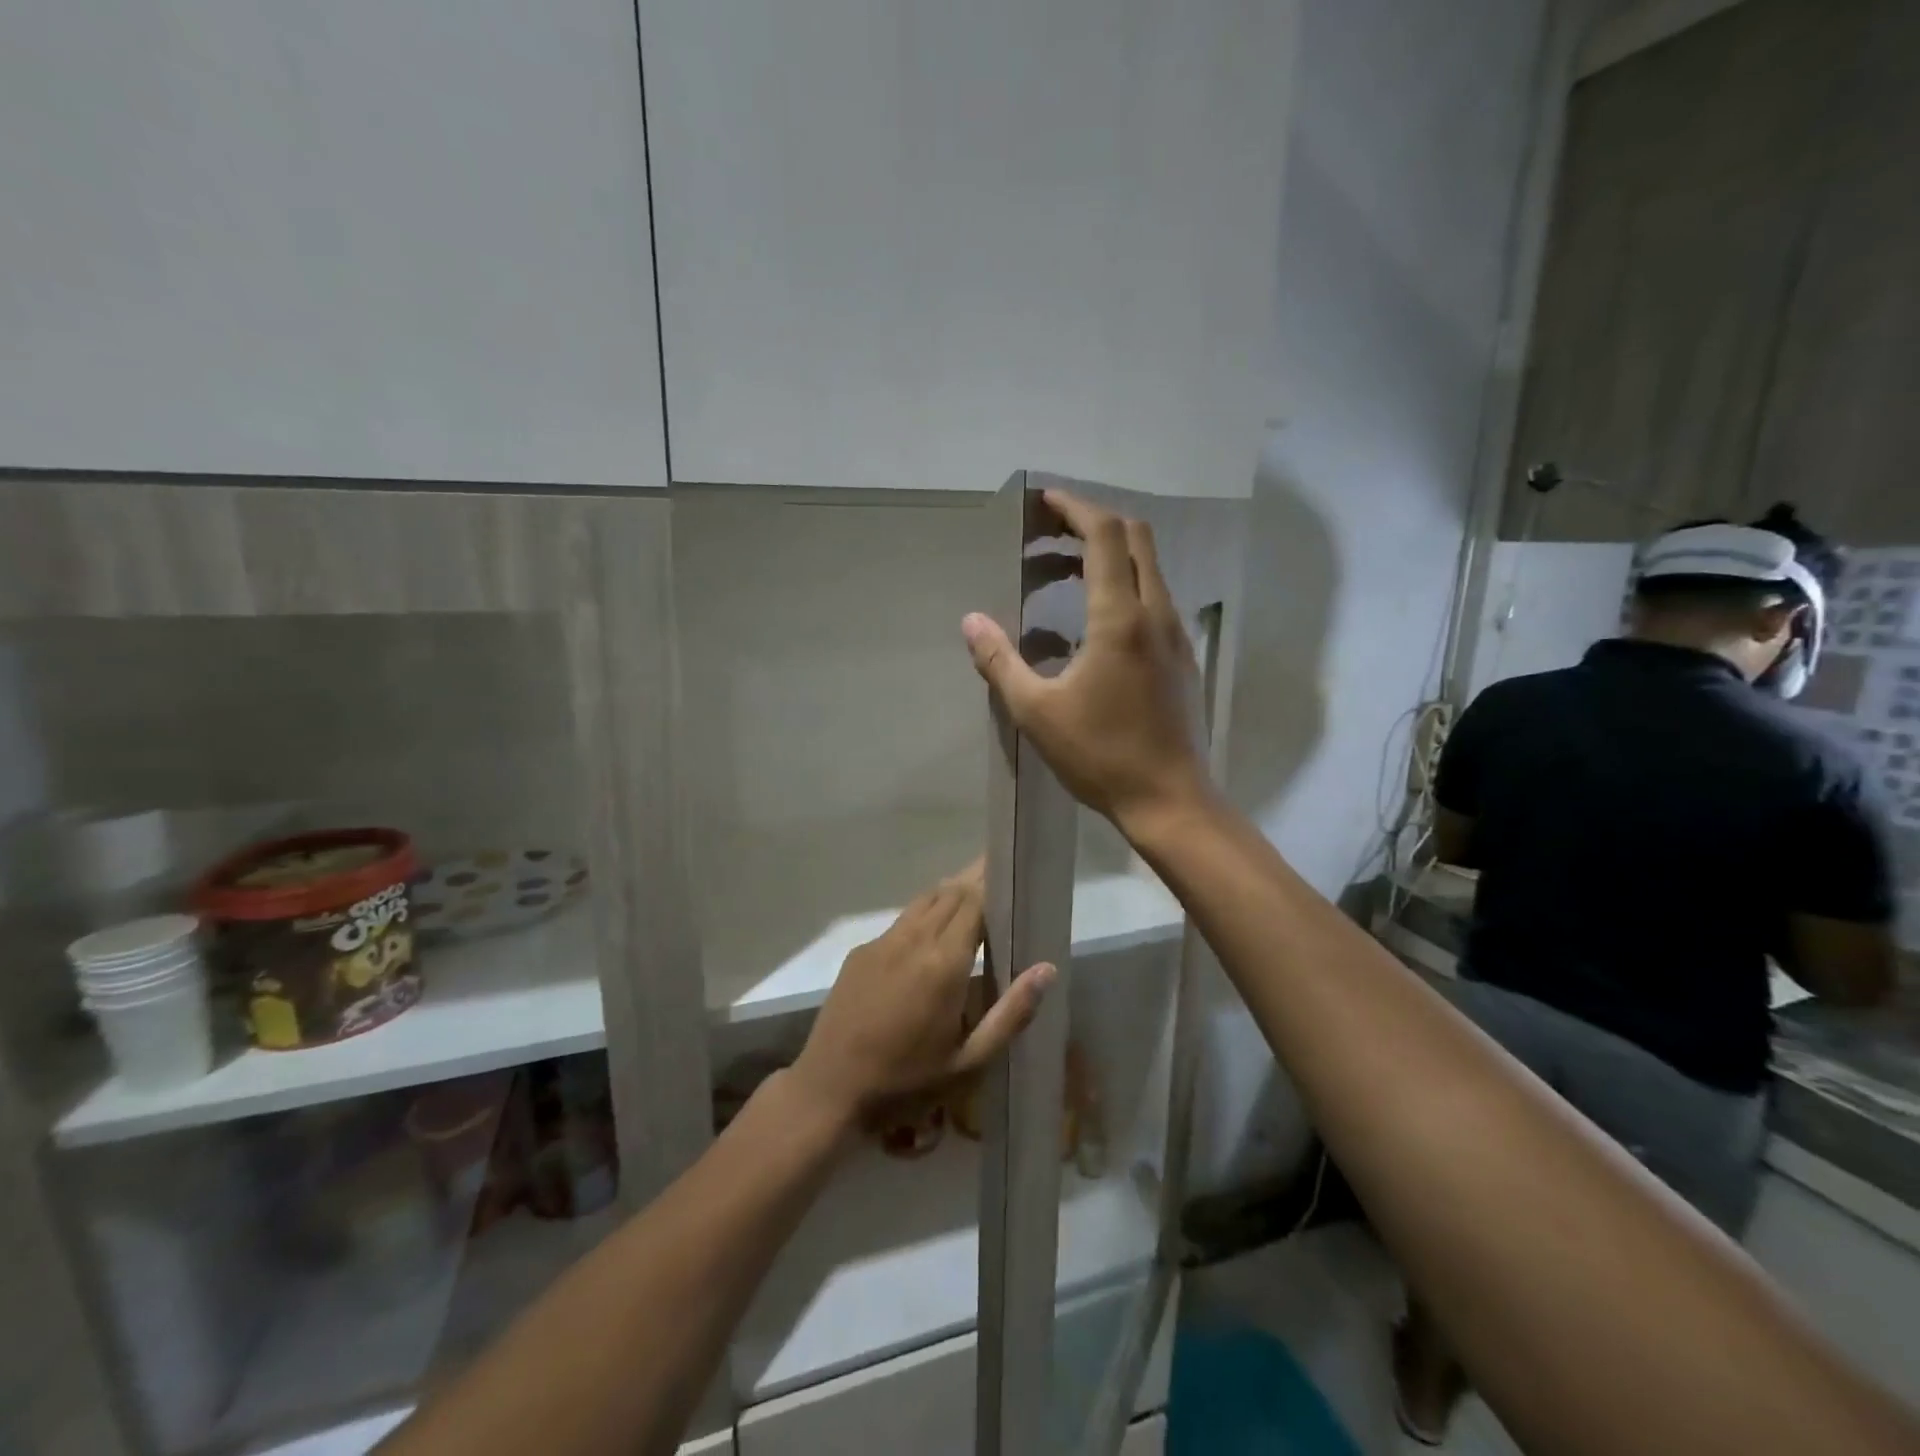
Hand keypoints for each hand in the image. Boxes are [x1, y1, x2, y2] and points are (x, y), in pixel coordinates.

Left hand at [791, 861, 1055, 1123]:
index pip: (974, 902)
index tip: (1012, 871)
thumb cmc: (906, 1081)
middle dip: (975, 880)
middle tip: (999, 872)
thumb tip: (1047, 969)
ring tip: (973, 890)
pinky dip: (925, 912)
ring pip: (924, 901)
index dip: (993, 883)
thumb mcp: (968, 1061)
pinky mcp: (861, 951)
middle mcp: (913, 940)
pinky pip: (902, 921)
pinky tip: (933, 929)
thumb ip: (1010, 1014)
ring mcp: (882, 942)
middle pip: (950, 893)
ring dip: (950, 892)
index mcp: (943, 963)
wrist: (829, 1089)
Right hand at [962, 489, 1212, 832]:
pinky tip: (1094, 618)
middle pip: (1136, 538)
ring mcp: (1177, 635)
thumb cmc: (1101, 756)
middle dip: (1093, 523)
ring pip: (1150, 568)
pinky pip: (1156, 597)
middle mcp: (1157, 613)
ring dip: (1110, 554)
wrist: (1170, 799)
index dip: (1074, 509)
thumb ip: (1001, 662)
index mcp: (1120, 618)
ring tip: (1063, 572)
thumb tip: (970, 622)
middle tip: (1051, 535)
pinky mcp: (1182, 657)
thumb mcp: (1037, 712)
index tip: (1044, 502)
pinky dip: (1125, 583)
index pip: (1105, 535)